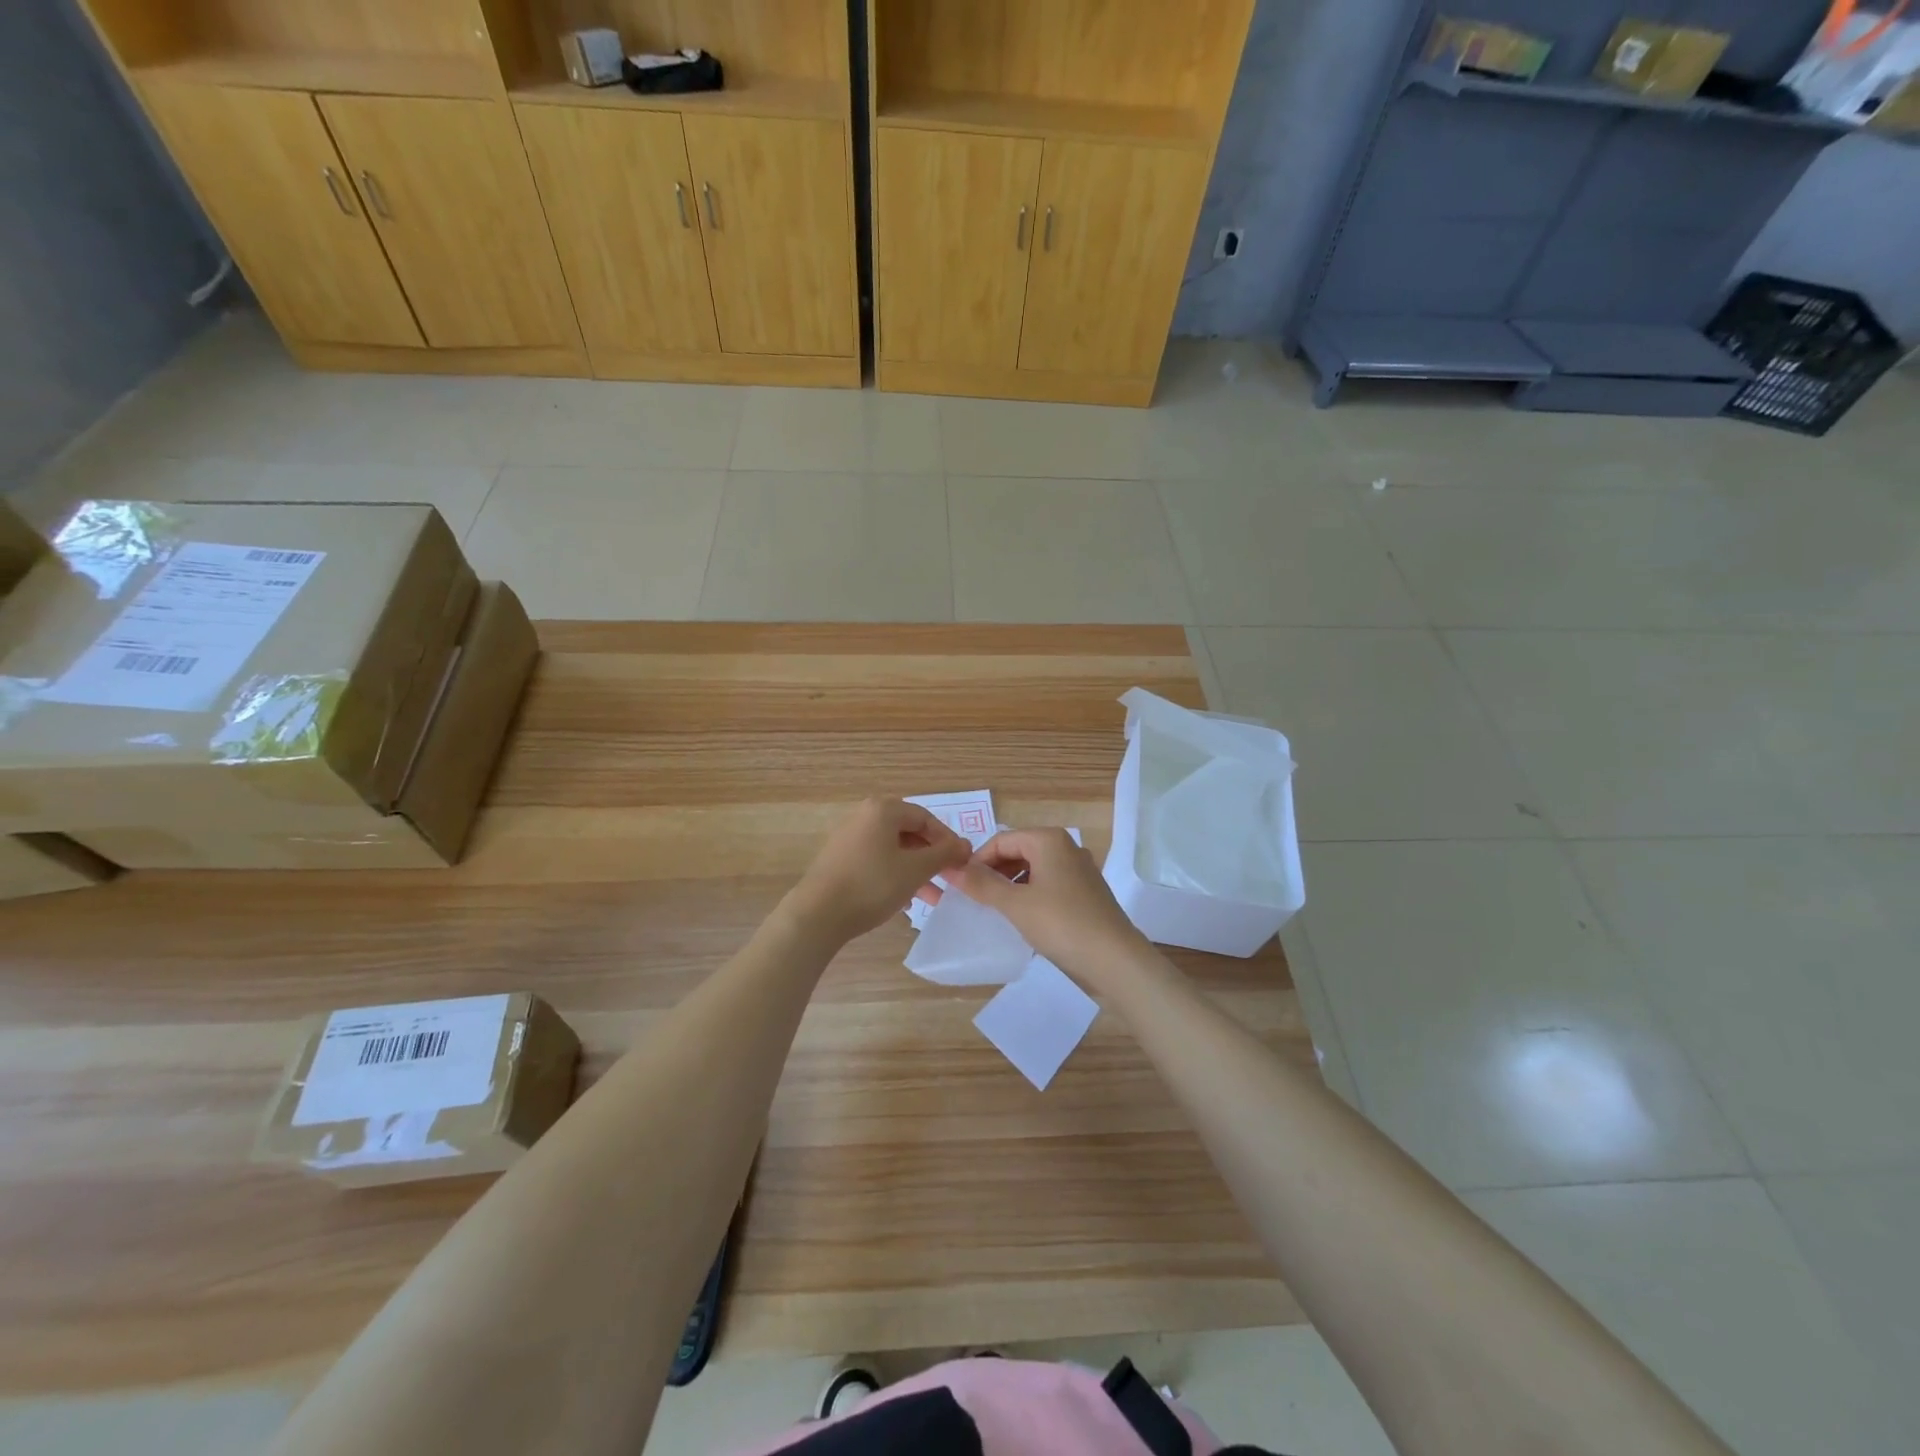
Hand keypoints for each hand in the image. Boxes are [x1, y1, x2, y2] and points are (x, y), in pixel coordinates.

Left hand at [784, 798, 972, 944]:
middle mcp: (865, 816)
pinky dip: (895, 874)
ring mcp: (849, 837)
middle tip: (948, 878)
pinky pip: (877, 860)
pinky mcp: (840, 858)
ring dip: (916, 870)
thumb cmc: (872, 885)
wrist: (818, 914)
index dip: (947, 840)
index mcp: (883, 810)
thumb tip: (965, 845)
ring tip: (932, 896)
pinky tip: (904, 900)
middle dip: (931, 857)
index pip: (926, 818)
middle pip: (909, 832)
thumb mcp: (916, 870)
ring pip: (894, 849)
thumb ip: (944, 854)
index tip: (961, 863)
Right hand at [948, 828, 1153, 993]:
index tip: (958, 885)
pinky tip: (1020, 919)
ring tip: (992, 910)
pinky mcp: (1085, 894)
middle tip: (972, 898)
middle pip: (1018, 852)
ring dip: (1010, 885)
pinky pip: (1048, 886)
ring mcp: (1079, 871)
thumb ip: (981, 885)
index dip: (977, 860)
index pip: (1001, 840)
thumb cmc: (1061, 924)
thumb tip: (951, 868)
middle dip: (993, 872)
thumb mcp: (1015, 904)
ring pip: (1033, 870)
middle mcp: (1066, 848)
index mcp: (1049, 840)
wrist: (1115, 961)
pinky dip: (1029, 896)